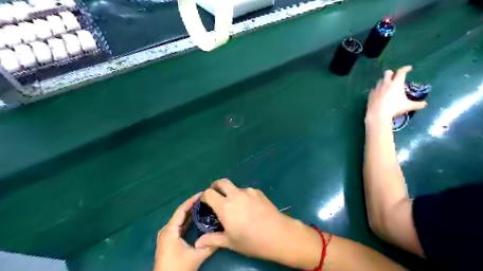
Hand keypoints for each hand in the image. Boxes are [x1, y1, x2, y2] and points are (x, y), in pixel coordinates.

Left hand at [154, 193, 215, 270]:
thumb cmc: (178, 268)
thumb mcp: (197, 256)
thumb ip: (211, 245)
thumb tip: (223, 234)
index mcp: (170, 230)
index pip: (182, 210)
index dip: (192, 200)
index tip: (203, 193)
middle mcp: (166, 230)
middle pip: (180, 213)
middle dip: (192, 205)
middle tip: (206, 199)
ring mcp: (166, 235)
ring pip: (180, 219)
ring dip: (190, 212)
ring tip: (203, 205)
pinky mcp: (168, 240)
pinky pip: (178, 225)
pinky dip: (187, 220)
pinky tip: (196, 218)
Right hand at [194, 178, 321, 269]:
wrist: (278, 234)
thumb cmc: (252, 241)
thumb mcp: (230, 242)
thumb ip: (212, 239)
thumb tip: (198, 243)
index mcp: (225, 206)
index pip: (209, 193)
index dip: (204, 196)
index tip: (205, 202)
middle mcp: (236, 195)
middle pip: (222, 182)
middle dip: (216, 186)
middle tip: (216, 194)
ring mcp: (249, 192)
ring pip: (236, 187)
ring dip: (232, 193)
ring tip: (236, 206)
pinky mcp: (259, 192)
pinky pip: (247, 191)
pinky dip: (243, 196)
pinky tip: (249, 207)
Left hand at [367, 65, 425, 124]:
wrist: (377, 114)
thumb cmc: (394, 108)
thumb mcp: (408, 106)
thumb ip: (417, 104)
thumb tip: (425, 104)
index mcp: (396, 83)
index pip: (401, 72)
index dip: (405, 68)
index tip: (409, 68)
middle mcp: (386, 83)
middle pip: (388, 73)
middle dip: (392, 73)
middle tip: (396, 77)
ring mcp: (377, 88)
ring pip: (380, 80)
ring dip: (384, 81)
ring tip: (388, 86)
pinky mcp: (371, 94)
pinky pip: (374, 89)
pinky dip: (378, 89)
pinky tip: (379, 93)